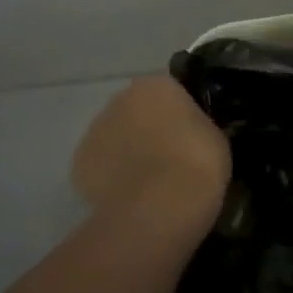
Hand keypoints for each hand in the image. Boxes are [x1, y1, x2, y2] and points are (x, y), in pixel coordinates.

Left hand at [71, 77, 230, 236]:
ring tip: (148, 185)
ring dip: (127, 153)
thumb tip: (191, 134)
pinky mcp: (78, 165)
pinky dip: (110, 178)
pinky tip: (128, 198)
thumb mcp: (214, 136)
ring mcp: (94, 131)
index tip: (190, 138)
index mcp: (156, 85)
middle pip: (136, 112)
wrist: (160, 206)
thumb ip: (197, 126)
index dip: (180, 116)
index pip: (169, 93)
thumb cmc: (197, 163)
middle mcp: (120, 99)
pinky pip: (100, 167)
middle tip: (170, 159)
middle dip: (148, 130)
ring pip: (114, 138)